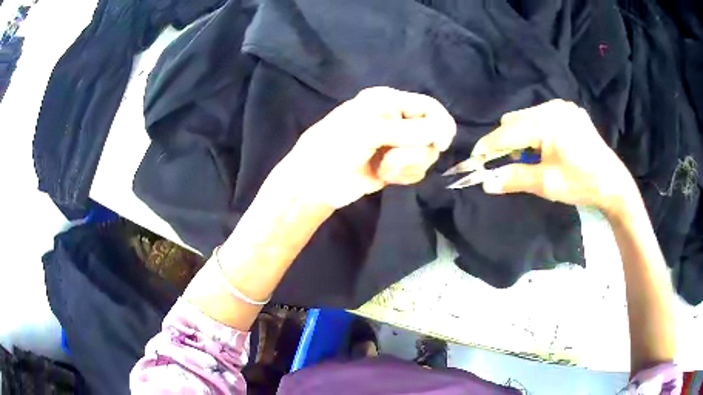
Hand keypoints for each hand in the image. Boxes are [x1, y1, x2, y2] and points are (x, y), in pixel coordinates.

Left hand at [274, 87, 456, 207]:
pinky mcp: (397, 167)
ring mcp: (398, 144)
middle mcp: (397, 120)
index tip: (441, 143)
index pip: (429, 106)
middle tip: (390, 158)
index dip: (441, 124)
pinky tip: (385, 177)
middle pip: (433, 134)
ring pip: (427, 154)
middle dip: (414, 150)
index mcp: (388, 101)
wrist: (316, 182)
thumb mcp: (369, 131)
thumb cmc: (335, 146)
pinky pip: (418, 171)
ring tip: (383, 168)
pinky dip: (404, 176)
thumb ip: (408, 131)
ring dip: (407, 165)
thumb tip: (443, 133)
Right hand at [473, 100, 634, 214]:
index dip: (489, 146)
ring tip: (529, 159)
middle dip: (505, 142)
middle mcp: (553, 107)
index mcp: (549, 123)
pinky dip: (534, 132)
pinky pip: (540, 117)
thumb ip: (515, 179)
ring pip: (526, 117)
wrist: (612, 184)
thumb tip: (486, 183)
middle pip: (515, 120)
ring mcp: (562, 107)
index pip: (509, 132)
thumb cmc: (581, 184)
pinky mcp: (568, 111)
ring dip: (520, 137)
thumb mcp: (547, 185)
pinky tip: (543, 148)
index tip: (474, 160)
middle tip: (507, 165)